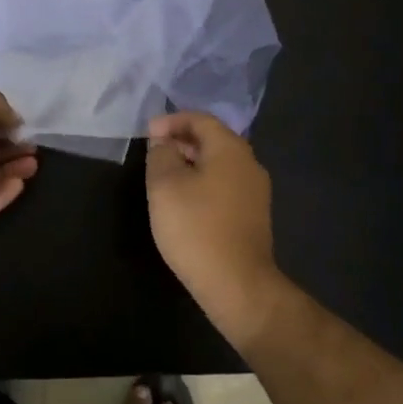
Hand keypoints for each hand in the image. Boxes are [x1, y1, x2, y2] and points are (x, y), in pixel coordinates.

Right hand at [145, 111, 282, 321]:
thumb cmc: (196, 227)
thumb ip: (161, 155)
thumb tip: (165, 144)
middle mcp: (249, 164)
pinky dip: (202, 182)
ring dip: (191, 162)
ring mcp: (255, 192)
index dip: (172, 121)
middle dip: (181, 140)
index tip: (147, 133)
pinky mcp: (252, 216)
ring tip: (164, 175)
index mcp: (230, 150)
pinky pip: (224, 185)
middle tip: (154, 152)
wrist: (237, 284)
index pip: (201, 119)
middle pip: (213, 139)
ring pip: (219, 164)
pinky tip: (184, 200)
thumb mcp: (165, 185)